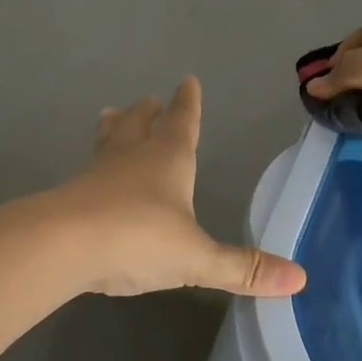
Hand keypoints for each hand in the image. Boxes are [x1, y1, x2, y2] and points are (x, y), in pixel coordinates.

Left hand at [52, 77, 307, 297]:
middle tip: (148, 100)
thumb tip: (300, 279)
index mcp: (167, 159)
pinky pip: (87, 173)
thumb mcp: (196, 258)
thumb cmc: (138, 238)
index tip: (187, 81)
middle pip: (139, 124)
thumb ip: (243, 268)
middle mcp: (131, 157)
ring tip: (111, 116)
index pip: (182, 122)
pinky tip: (90, 179)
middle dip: (147, 112)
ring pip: (108, 142)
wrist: (61, 245)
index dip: (187, 103)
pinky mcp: (70, 196)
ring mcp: (96, 174)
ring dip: (114, 129)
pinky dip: (94, 168)